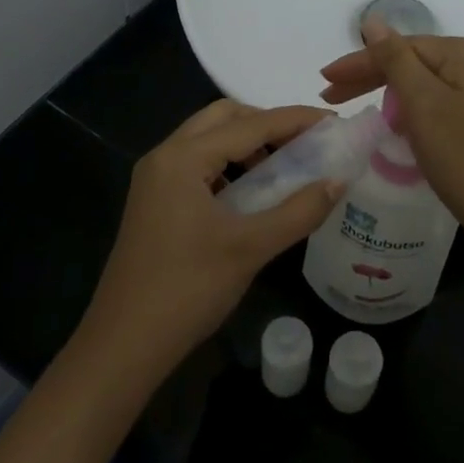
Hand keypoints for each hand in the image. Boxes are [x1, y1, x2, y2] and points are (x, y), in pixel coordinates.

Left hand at [82, 100, 342, 382]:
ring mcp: (155, 180)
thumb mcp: (250, 248)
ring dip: (248, 143)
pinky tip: (254, 192)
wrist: (124, 344)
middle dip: (267, 122)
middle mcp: (165, 157)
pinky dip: (230, 165)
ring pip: (208, 140)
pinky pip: (198, 165)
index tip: (333, 122)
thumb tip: (339, 181)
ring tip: (286, 166)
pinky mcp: (155, 202)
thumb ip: (299, 211)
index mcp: (182, 158)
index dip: (295, 120)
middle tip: (306, 141)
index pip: (249, 124)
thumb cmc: (188, 290)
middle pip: (223, 118)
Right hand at [319, 21, 463, 255]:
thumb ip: (394, 59)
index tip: (323, 81)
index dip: (359, 63)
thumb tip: (372, 20)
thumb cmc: (463, 156)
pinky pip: (432, 101)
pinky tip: (390, 121)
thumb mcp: (423, 103)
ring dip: (384, 92)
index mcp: (463, 53)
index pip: (399, 47)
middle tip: (329, 95)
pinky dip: (407, 108)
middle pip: (410, 62)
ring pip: (419, 83)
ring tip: (349, 105)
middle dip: (368, 77)